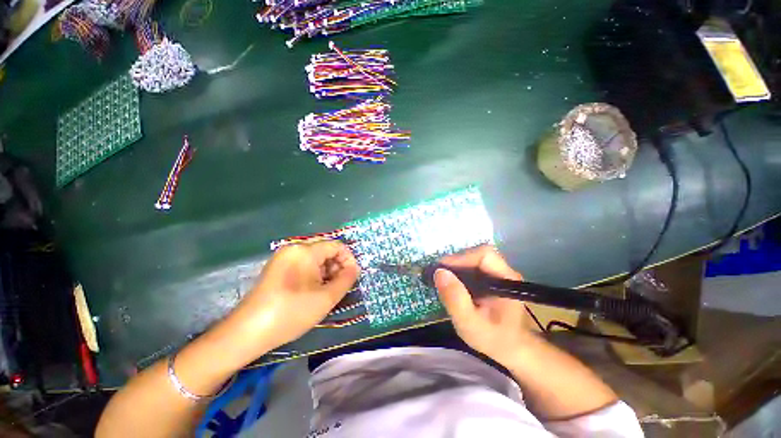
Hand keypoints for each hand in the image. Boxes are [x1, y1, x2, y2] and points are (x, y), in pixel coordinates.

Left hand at [229, 241, 358, 351]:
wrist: (247, 332)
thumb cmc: (291, 312)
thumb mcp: (327, 297)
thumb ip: (347, 279)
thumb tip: (354, 268)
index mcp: (305, 250)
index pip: (337, 246)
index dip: (349, 260)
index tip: (352, 278)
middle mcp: (293, 248)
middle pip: (325, 251)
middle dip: (337, 267)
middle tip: (340, 287)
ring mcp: (283, 257)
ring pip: (314, 259)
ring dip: (326, 272)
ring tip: (327, 292)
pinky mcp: (277, 268)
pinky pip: (303, 265)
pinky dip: (313, 275)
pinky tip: (313, 291)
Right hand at [434, 245, 534, 365]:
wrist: (512, 349)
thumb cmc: (494, 339)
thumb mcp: (470, 324)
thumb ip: (455, 299)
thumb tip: (439, 272)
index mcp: (505, 279)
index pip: (483, 254)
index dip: (461, 257)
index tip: (442, 269)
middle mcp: (504, 271)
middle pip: (477, 254)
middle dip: (456, 262)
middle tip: (439, 274)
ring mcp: (498, 274)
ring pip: (473, 259)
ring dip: (456, 266)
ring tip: (442, 278)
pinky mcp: (491, 278)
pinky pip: (473, 267)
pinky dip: (459, 271)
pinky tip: (451, 283)